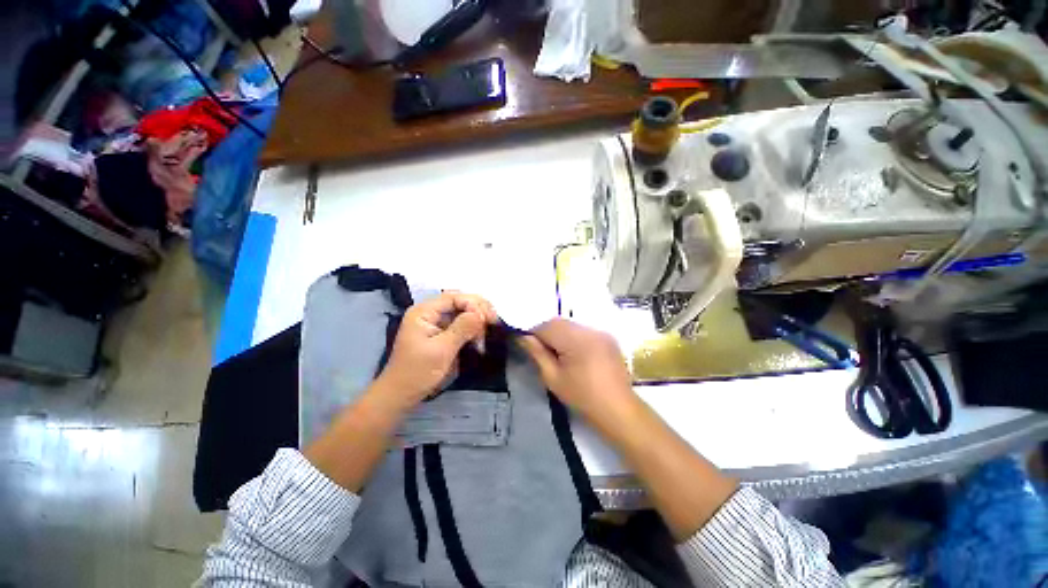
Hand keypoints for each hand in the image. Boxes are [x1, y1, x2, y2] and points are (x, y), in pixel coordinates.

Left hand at [377, 291, 496, 407]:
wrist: (401, 395)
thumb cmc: (418, 372)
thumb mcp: (441, 350)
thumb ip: (462, 328)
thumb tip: (481, 313)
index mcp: (424, 312)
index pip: (454, 297)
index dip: (474, 304)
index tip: (489, 319)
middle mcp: (430, 313)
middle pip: (459, 302)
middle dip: (478, 310)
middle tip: (494, 322)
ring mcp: (436, 323)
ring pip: (463, 312)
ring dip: (477, 320)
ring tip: (487, 333)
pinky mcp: (442, 334)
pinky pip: (461, 324)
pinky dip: (473, 329)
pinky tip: (480, 338)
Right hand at [518, 318, 637, 424]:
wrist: (618, 409)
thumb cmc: (582, 397)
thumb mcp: (553, 378)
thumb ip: (537, 353)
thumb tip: (523, 337)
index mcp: (576, 339)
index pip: (547, 326)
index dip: (534, 333)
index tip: (529, 346)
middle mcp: (589, 330)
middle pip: (559, 322)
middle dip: (547, 332)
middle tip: (543, 352)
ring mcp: (600, 332)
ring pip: (571, 324)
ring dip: (560, 334)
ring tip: (558, 354)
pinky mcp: (607, 337)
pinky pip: (583, 330)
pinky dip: (573, 336)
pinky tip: (574, 354)